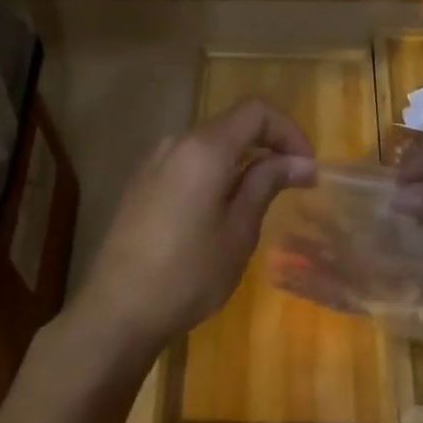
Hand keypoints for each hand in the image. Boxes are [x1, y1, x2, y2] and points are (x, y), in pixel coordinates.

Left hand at [75, 99, 317, 356]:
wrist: (115, 311)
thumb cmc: (187, 274)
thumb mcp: (238, 232)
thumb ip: (266, 184)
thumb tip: (301, 162)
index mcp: (205, 148)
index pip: (256, 111)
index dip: (288, 131)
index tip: (307, 167)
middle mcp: (178, 142)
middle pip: (232, 124)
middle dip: (268, 144)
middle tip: (292, 183)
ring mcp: (155, 160)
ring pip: (210, 143)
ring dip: (241, 159)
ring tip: (259, 200)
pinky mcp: (142, 182)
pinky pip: (188, 161)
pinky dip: (215, 171)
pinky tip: (220, 210)